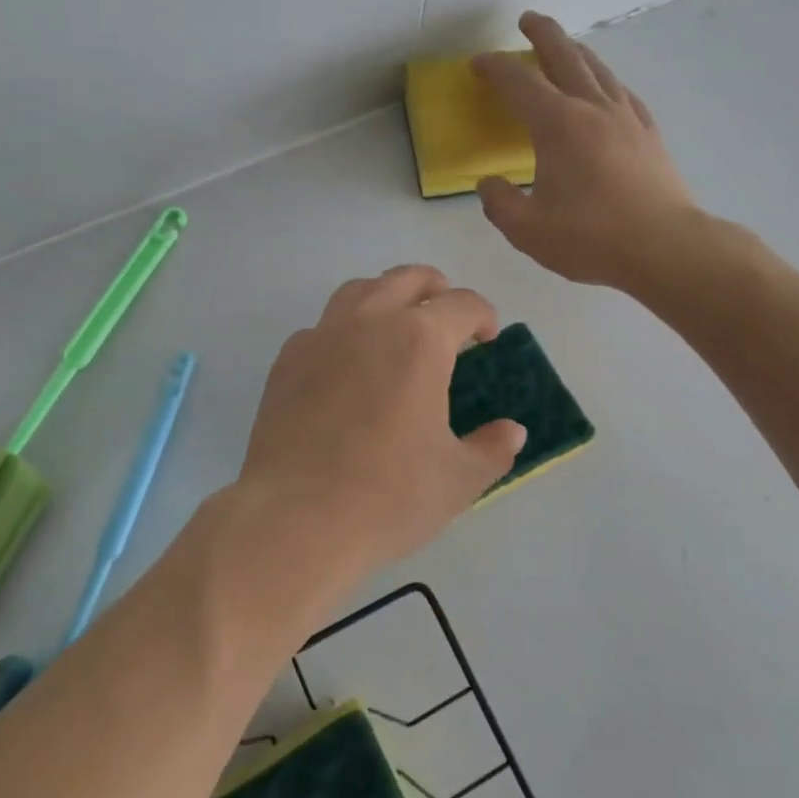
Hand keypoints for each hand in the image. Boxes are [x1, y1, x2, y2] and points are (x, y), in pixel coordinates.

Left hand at [225, 266, 525, 594]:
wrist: (294, 519)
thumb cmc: (387, 497)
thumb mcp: (458, 479)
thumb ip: (492, 448)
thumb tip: (512, 431)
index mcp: (419, 340)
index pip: (462, 304)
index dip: (484, 316)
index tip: (488, 339)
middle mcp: (369, 322)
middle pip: (407, 278)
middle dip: (436, 289)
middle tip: (448, 319)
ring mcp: (321, 336)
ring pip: (358, 290)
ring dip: (386, 296)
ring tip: (396, 328)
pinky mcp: (287, 361)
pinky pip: (322, 326)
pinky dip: (343, 330)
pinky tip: (347, 366)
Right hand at [473, 11, 697, 290]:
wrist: (665, 247)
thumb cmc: (591, 238)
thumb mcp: (527, 230)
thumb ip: (499, 203)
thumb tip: (489, 184)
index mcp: (557, 125)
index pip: (519, 82)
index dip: (495, 68)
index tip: (478, 64)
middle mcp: (592, 108)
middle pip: (565, 57)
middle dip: (543, 34)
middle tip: (528, 20)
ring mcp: (626, 117)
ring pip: (597, 69)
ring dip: (575, 51)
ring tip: (563, 46)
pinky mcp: (648, 133)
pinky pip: (621, 91)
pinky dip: (604, 79)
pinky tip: (604, 87)